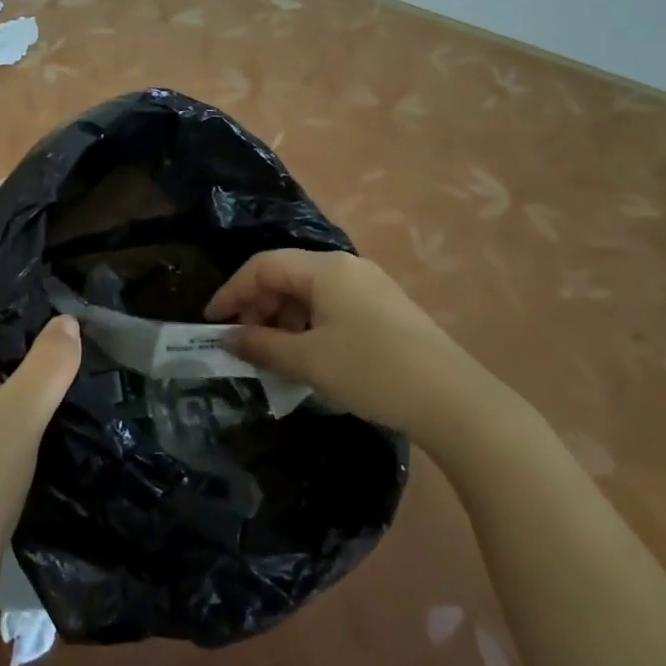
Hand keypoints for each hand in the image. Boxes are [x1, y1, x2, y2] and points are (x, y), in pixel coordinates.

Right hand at [205, 249, 494, 437]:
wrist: (453, 399)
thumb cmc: (371, 371)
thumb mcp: (309, 361)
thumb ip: (261, 345)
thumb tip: (227, 338)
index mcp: (325, 269)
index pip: (263, 266)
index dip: (232, 291)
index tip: (211, 322)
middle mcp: (347, 267)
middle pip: (287, 276)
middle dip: (258, 306)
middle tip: (244, 343)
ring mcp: (370, 286)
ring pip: (310, 292)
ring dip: (284, 319)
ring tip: (276, 356)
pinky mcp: (386, 308)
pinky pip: (333, 306)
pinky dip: (310, 325)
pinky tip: (310, 356)